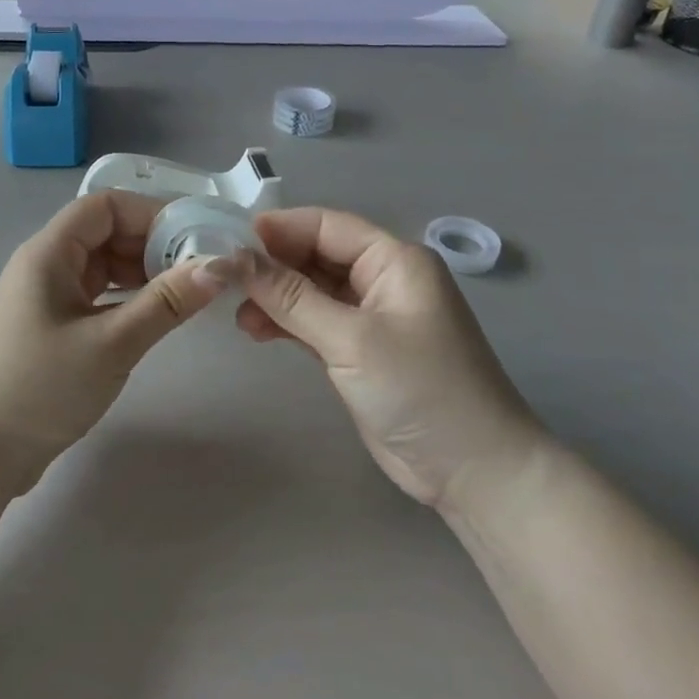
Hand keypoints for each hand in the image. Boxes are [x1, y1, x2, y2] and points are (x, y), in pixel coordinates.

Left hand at [0, 192, 229, 491]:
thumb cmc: (41, 388)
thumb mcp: (111, 344)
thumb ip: (166, 302)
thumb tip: (218, 266)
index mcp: (48, 253)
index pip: (105, 206)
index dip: (151, 213)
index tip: (195, 236)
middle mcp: (45, 264)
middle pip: (105, 231)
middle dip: (152, 243)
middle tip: (199, 269)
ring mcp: (46, 295)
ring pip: (102, 264)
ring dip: (142, 272)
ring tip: (185, 293)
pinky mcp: (51, 325)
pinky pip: (96, 293)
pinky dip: (127, 297)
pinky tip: (155, 315)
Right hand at [231, 207, 545, 513]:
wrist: (474, 472)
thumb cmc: (420, 390)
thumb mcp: (351, 339)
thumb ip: (290, 296)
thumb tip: (232, 258)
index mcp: (395, 260)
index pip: (327, 226)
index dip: (278, 229)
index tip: (227, 240)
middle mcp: (383, 279)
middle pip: (316, 256)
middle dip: (272, 266)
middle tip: (225, 281)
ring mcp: (373, 317)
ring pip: (312, 290)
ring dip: (275, 298)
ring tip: (239, 316)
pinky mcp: (361, 350)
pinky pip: (316, 321)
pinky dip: (287, 323)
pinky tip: (257, 331)